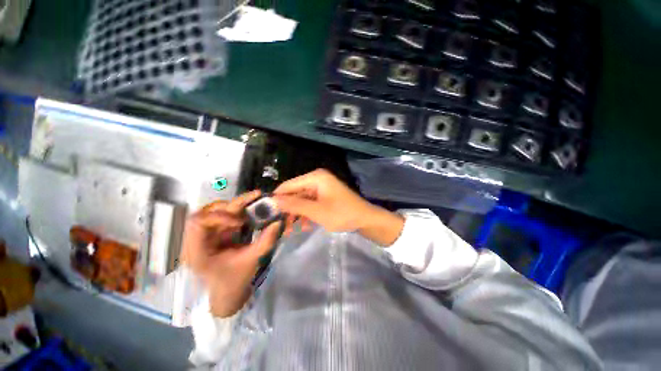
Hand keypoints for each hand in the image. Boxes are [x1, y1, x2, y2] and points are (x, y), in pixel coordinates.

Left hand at [181, 191, 281, 316]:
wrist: (229, 292)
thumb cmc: (235, 280)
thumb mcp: (252, 261)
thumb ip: (265, 241)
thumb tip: (278, 221)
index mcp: (197, 251)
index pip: (197, 222)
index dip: (218, 216)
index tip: (240, 222)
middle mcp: (197, 240)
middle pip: (207, 211)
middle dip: (231, 206)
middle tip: (254, 200)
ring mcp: (206, 235)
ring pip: (215, 209)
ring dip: (235, 206)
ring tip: (253, 204)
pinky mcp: (215, 232)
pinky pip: (224, 214)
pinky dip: (238, 210)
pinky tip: (250, 209)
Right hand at [273, 169, 404, 245]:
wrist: (365, 219)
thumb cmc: (342, 214)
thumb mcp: (316, 211)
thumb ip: (295, 205)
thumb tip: (273, 200)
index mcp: (315, 178)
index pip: (289, 185)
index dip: (278, 198)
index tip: (266, 212)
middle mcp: (317, 180)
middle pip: (295, 193)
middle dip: (288, 209)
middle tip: (279, 225)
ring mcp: (321, 189)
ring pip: (302, 200)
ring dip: (296, 214)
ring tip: (290, 230)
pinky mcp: (325, 197)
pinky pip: (310, 204)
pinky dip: (306, 214)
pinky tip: (304, 226)